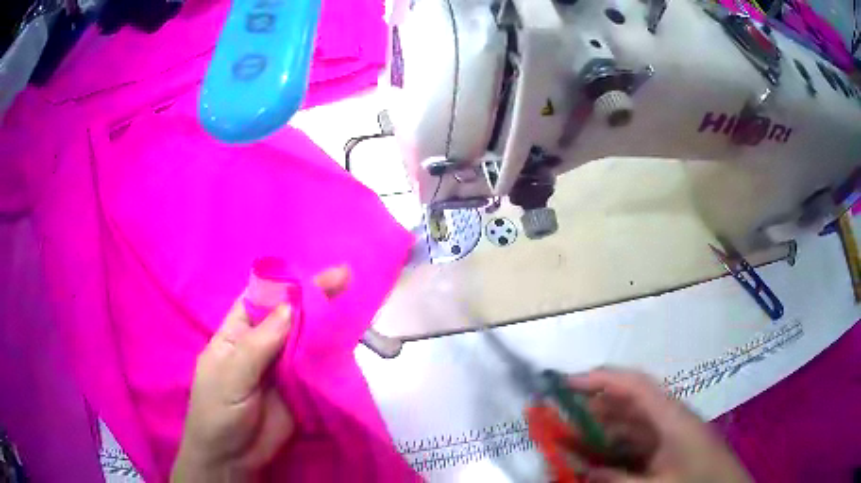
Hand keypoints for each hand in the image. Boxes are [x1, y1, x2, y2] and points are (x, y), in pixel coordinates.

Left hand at [171, 266, 350, 482]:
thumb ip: (259, 343)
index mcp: (238, 332)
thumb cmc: (218, 411)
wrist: (234, 458)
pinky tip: (349, 335)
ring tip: (354, 297)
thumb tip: (291, 307)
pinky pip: (318, 364)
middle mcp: (262, 343)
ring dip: (328, 321)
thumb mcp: (231, 375)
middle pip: (290, 314)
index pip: (261, 297)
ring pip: (307, 337)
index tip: (314, 272)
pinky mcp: (302, 387)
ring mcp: (283, 366)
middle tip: (345, 277)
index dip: (286, 283)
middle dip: (314, 296)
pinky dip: (333, 350)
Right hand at [568, 368, 750, 482]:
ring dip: (598, 433)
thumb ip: (617, 479)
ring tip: (567, 444)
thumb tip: (580, 468)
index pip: (634, 385)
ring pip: (626, 426)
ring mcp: (667, 435)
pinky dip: (611, 450)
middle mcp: (667, 419)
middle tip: (555, 423)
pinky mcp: (667, 449)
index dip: (600, 379)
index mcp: (671, 417)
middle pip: (626, 405)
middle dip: (590, 410)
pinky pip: (632, 444)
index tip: (564, 385)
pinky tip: (594, 462)